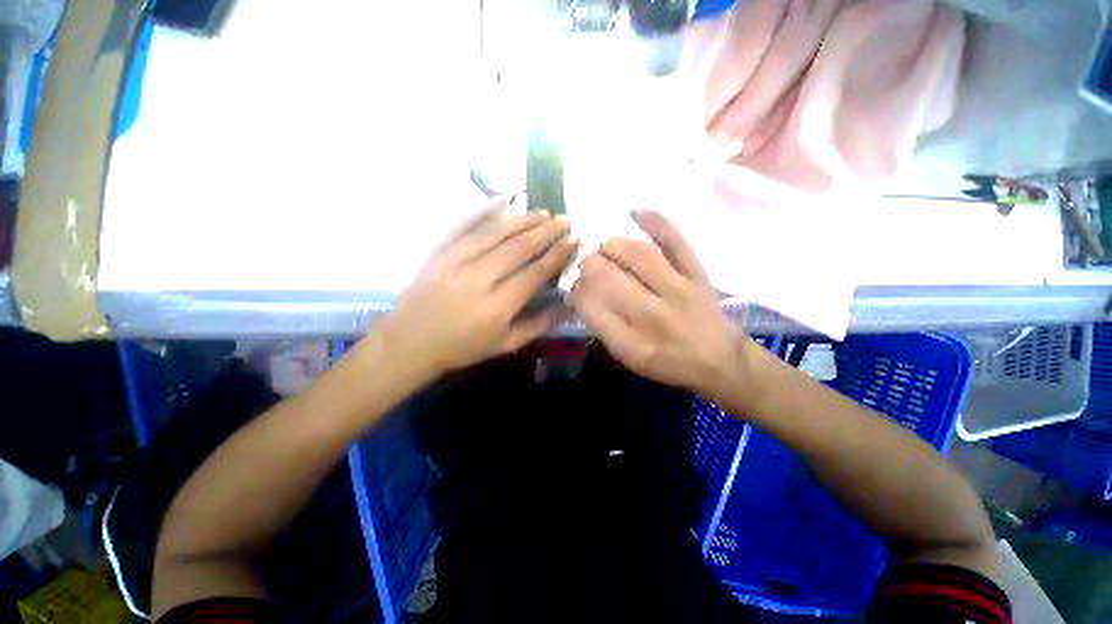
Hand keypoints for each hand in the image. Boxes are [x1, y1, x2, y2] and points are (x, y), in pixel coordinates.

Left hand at [376, 198, 577, 378]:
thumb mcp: (504, 345)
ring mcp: (454, 262)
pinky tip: (503, 199)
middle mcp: (477, 280)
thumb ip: (537, 325)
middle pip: (517, 248)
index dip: (556, 255)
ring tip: (544, 212)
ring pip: (494, 233)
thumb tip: (565, 304)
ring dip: (522, 220)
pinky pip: (462, 225)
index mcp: (496, 307)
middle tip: (565, 220)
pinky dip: (483, 210)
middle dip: (545, 232)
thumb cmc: (462, 348)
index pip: (534, 274)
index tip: (573, 240)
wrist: (410, 343)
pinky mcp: (438, 252)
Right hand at [570, 210, 757, 403]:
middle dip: (588, 265)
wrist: (721, 361)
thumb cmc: (669, 363)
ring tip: (604, 249)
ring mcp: (678, 289)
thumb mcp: (630, 358)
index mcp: (632, 344)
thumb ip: (604, 328)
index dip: (576, 291)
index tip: (575, 288)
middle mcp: (652, 315)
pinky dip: (655, 221)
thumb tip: (581, 294)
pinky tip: (635, 211)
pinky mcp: (697, 273)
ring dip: (611, 246)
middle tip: (586, 266)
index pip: (590, 306)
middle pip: (607, 276)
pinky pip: (675, 241)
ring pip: (636, 254)